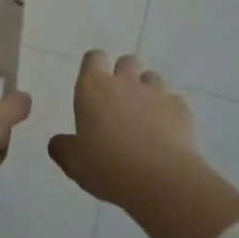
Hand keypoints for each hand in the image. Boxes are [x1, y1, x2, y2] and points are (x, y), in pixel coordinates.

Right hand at [48, 52, 202, 210]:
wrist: (161, 179)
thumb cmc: (107, 167)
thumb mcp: (73, 163)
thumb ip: (62, 148)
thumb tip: (58, 143)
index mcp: (93, 88)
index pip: (94, 58)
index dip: (94, 67)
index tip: (94, 85)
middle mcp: (125, 82)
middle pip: (126, 61)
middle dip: (124, 75)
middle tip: (119, 102)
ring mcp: (156, 93)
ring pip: (151, 78)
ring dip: (146, 91)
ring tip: (144, 118)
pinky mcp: (181, 108)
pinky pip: (172, 101)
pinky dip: (168, 112)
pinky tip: (165, 134)